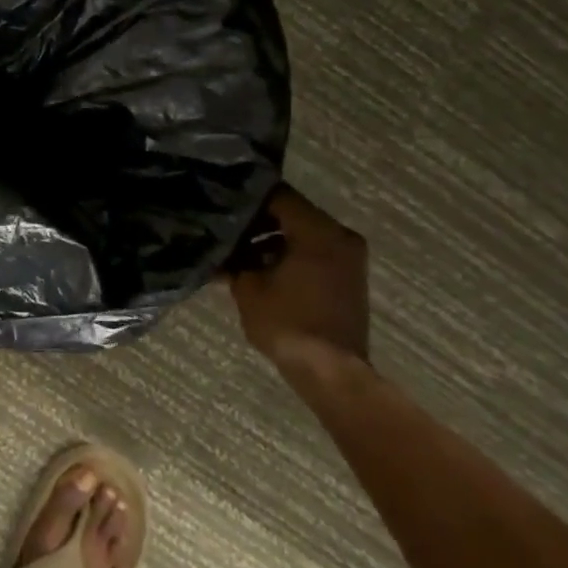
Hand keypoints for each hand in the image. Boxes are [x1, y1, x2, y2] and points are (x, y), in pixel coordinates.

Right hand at [228, 186, 369, 366]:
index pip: (280, 195)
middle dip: (259, 222)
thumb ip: (233, 259)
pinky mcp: (349, 278)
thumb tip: (218, 247)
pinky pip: (316, 252)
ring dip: (274, 241)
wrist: (330, 372)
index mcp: (318, 231)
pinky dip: (291, 255)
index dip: (249, 199)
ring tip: (240, 256)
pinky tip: (263, 272)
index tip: (224, 206)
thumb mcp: (248, 288)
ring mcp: (350, 258)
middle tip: (227, 231)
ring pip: (304, 234)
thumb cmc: (287, 323)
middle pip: (294, 213)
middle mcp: (340, 236)